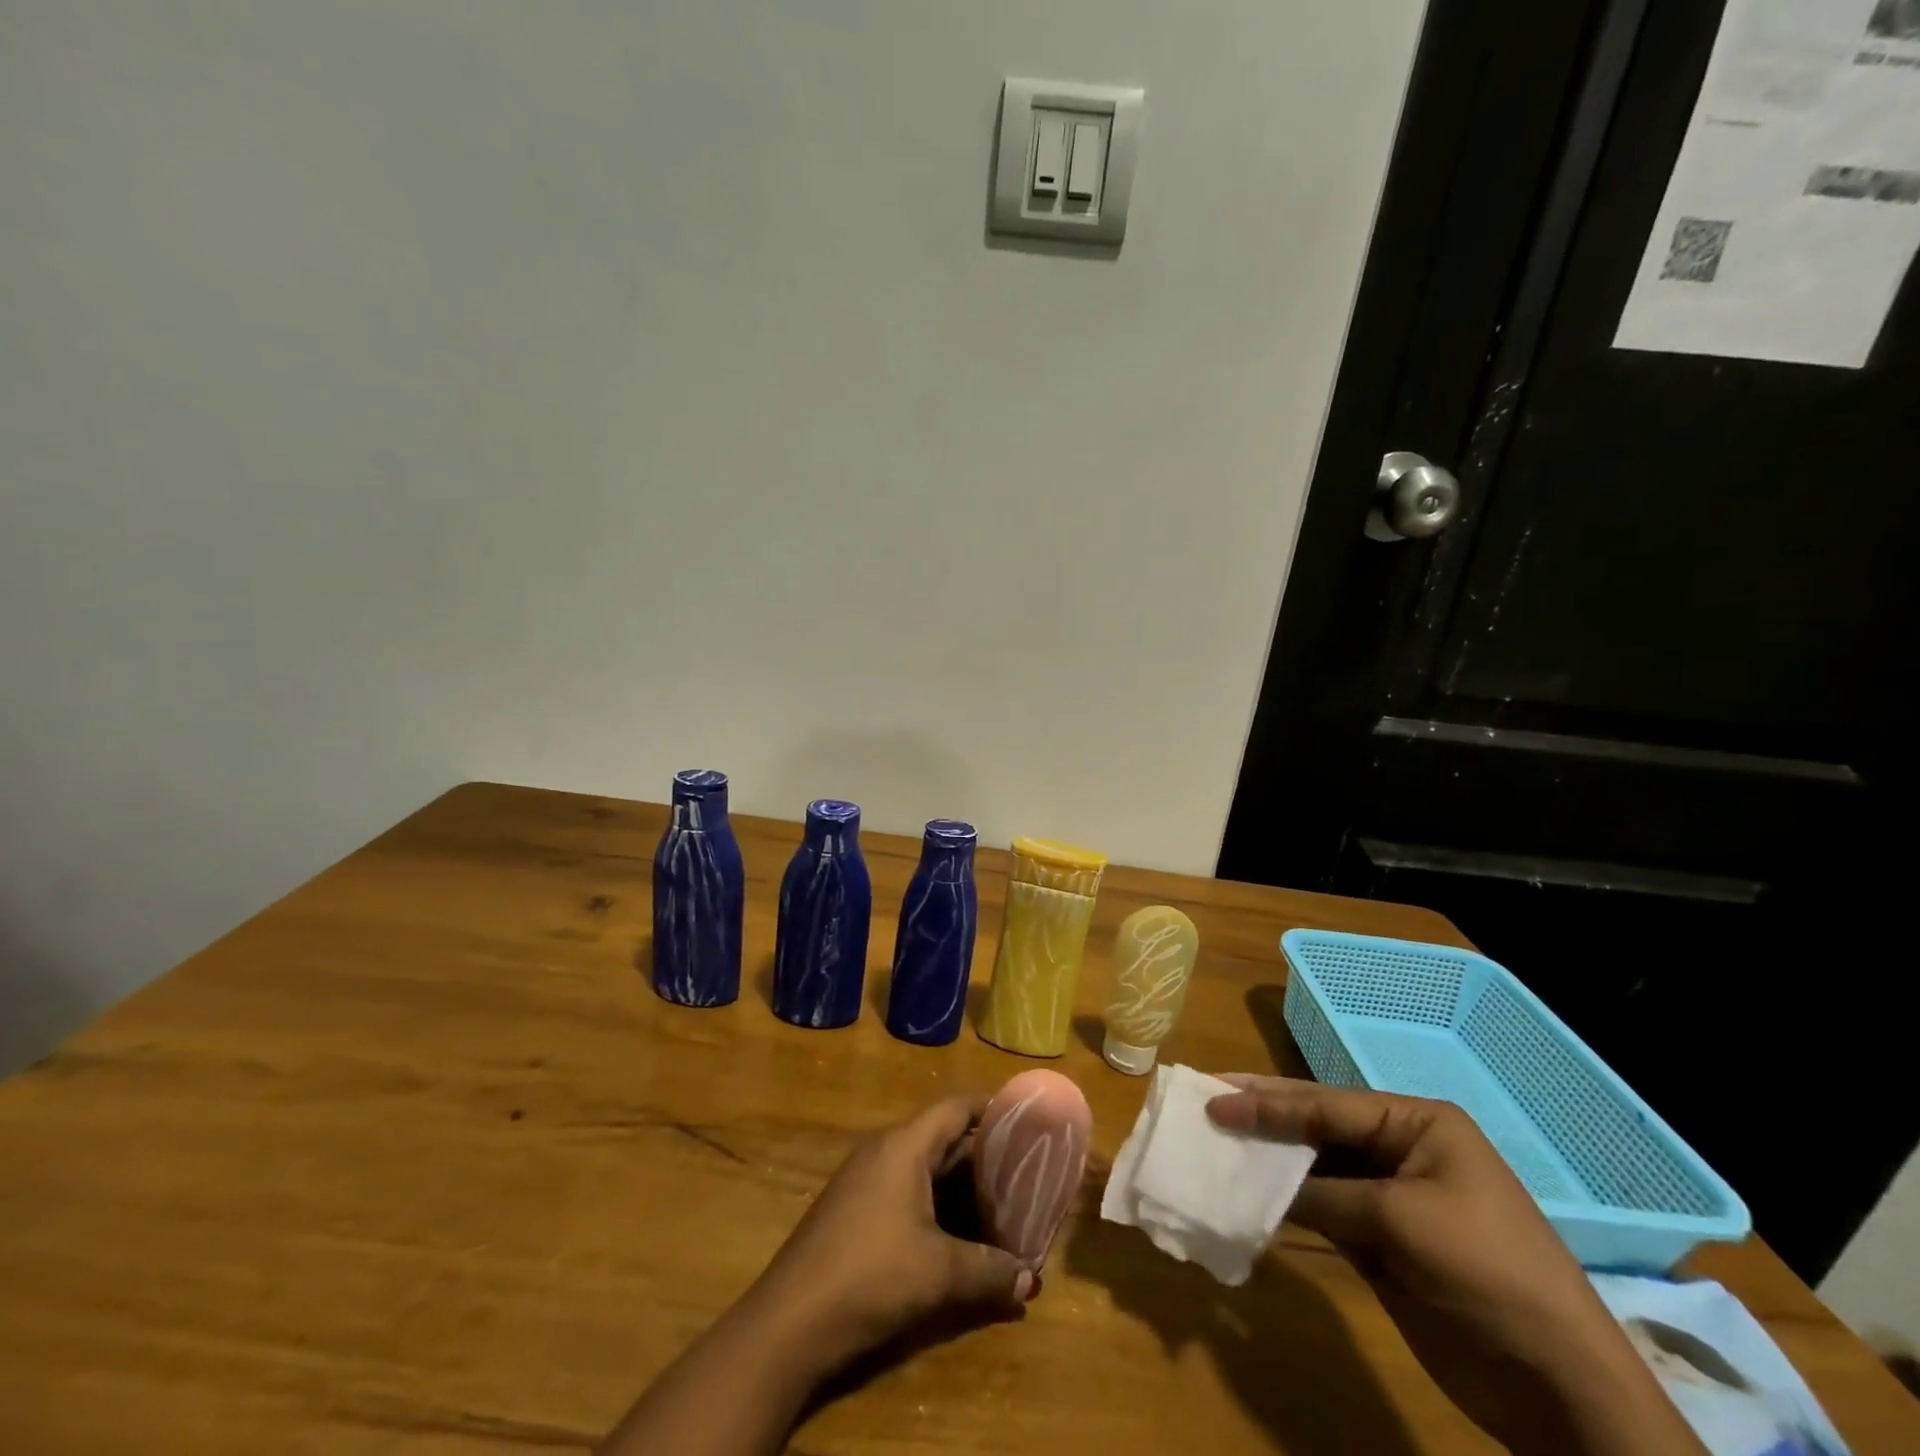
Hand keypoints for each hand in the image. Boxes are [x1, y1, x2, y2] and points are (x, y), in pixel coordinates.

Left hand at [750, 1096, 1033, 1372]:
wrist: (789, 1321)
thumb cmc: (871, 1275)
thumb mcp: (939, 1274)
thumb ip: (989, 1271)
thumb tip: (1033, 1281)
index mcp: (904, 1145)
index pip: (955, 1107)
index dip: (991, 1108)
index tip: (1025, 1118)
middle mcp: (883, 1149)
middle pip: (941, 1136)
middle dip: (982, 1153)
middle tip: (1023, 1170)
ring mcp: (863, 1178)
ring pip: (923, 1165)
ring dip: (958, 1182)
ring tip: (998, 1202)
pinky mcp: (853, 1207)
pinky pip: (904, 1186)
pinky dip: (934, 1199)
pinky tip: (955, 1230)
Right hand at [1208, 1076, 1704, 1455]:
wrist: (1559, 1388)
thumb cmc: (1485, 1273)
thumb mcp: (1398, 1222)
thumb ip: (1321, 1194)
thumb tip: (1254, 1184)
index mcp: (1418, 1124)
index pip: (1326, 1104)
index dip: (1267, 1103)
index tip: (1213, 1100)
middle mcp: (1401, 1149)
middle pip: (1318, 1125)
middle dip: (1263, 1117)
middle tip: (1206, 1101)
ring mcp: (1391, 1196)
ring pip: (1315, 1167)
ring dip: (1269, 1161)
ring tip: (1216, 1145)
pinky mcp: (1382, 1240)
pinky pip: (1322, 1208)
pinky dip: (1286, 1203)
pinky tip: (1249, 1195)